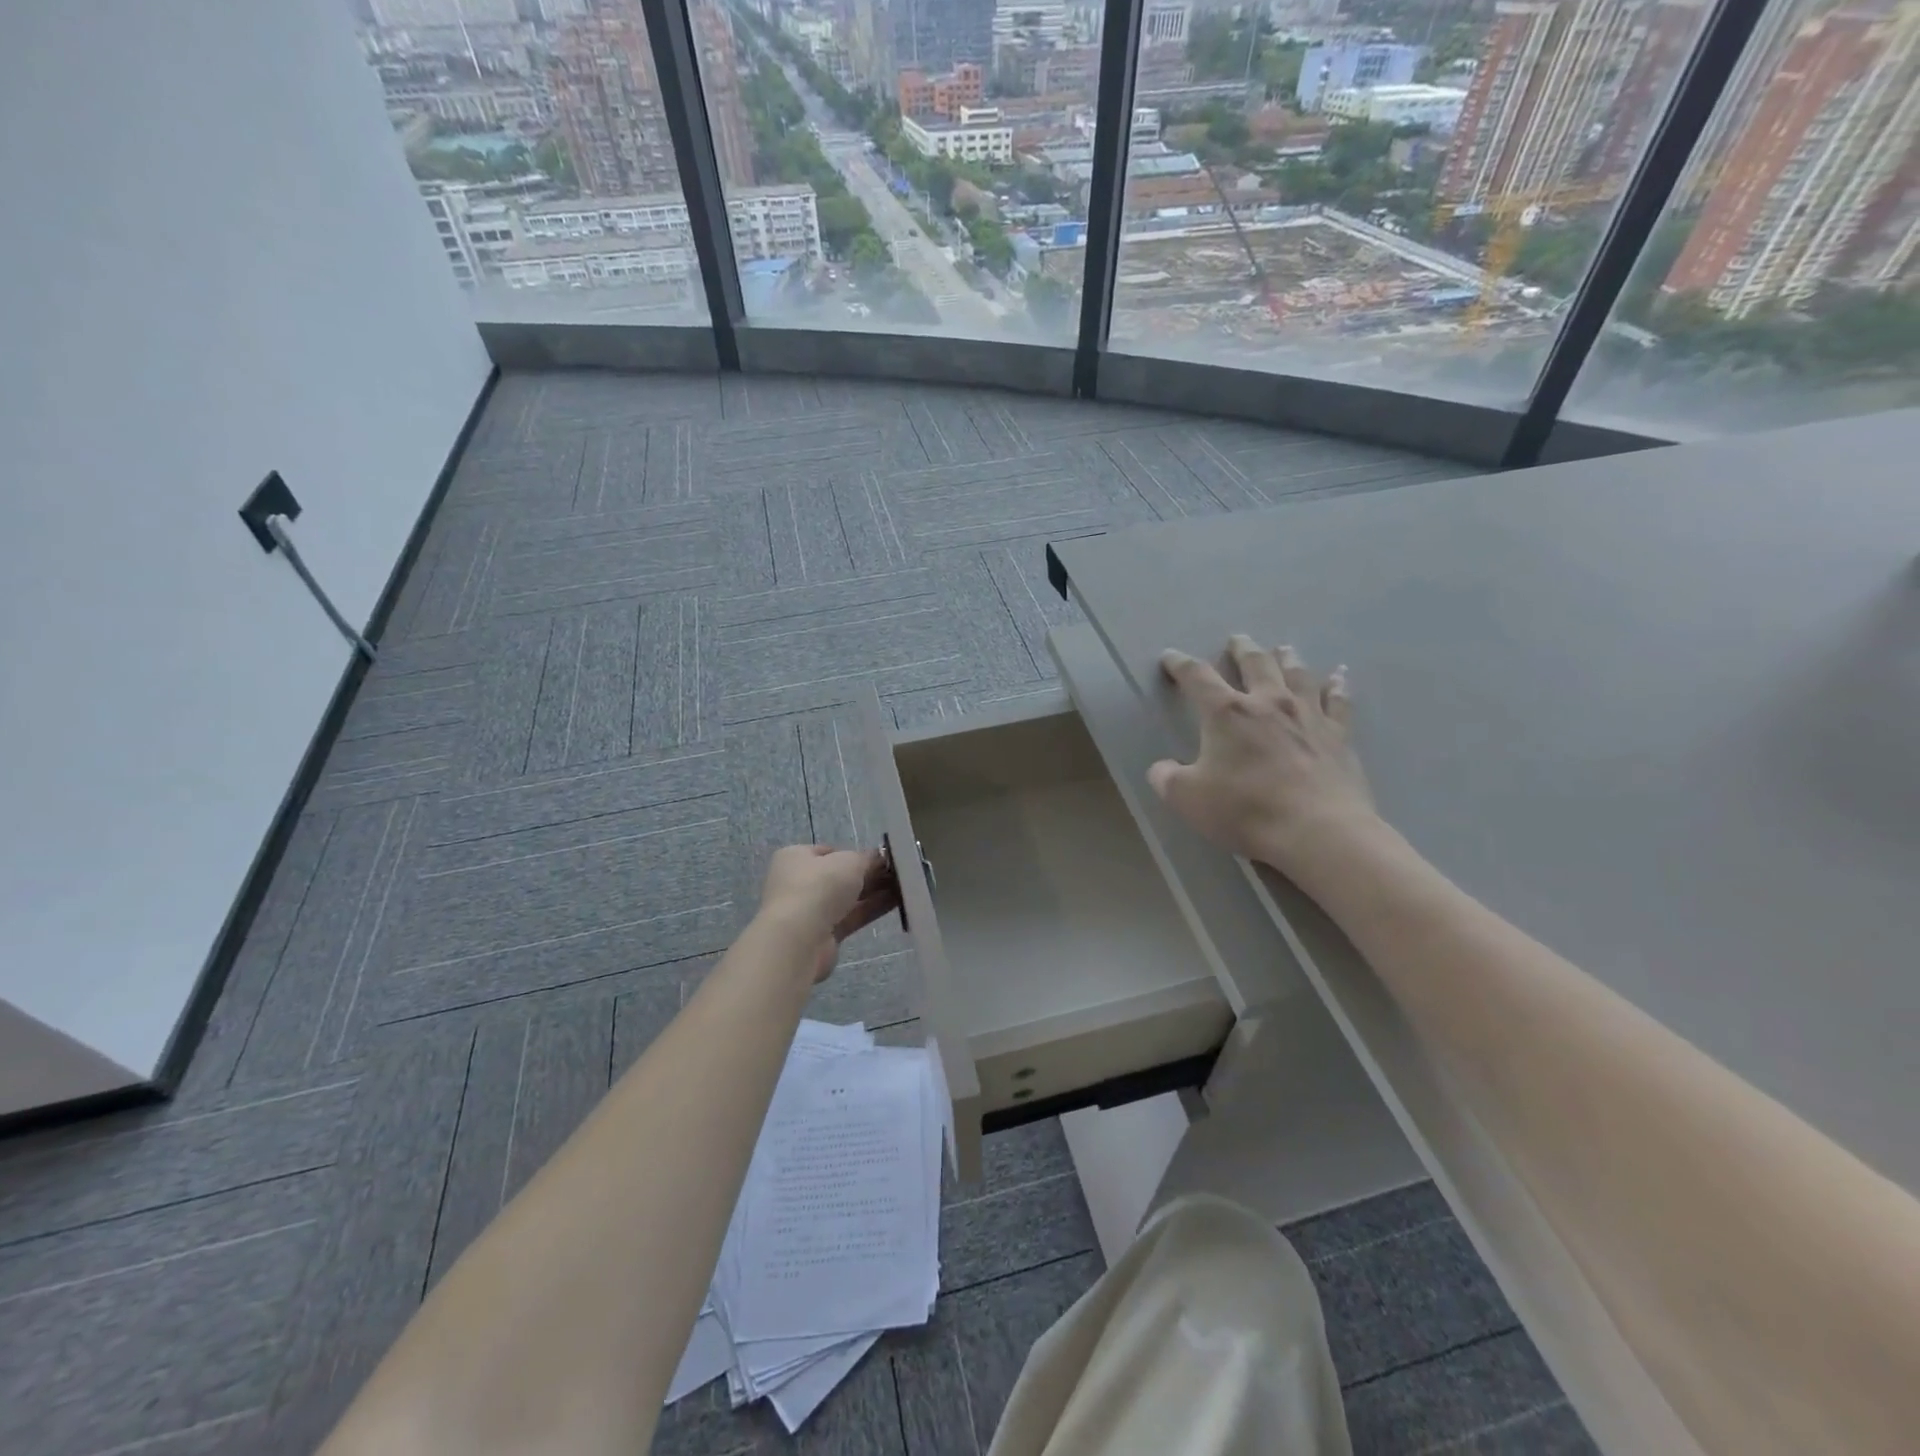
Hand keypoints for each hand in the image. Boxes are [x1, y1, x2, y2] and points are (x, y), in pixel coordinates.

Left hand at [757, 845, 900, 982]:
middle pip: (840, 876)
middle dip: (869, 874)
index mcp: (796, 857)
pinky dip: (871, 910)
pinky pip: (852, 917)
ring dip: (874, 892)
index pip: (830, 852)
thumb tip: (880, 858)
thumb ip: (867, 858)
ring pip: (848, 898)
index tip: (882, 858)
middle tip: (899, 873)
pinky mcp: (823, 935)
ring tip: (905, 887)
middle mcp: (799, 882)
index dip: (856, 853)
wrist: (799, 938)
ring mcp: (810, 911)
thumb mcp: (850, 861)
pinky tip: (897, 903)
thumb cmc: (820, 886)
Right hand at [1149, 636, 1379, 880]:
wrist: (1318, 831)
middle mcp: (1268, 702)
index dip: (1180, 664)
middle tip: (1237, 640)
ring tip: (1283, 649)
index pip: (1197, 677)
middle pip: (1254, 663)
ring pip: (1297, 675)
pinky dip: (1337, 686)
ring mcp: (1308, 716)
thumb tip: (1161, 769)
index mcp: (1227, 713)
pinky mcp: (1339, 736)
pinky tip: (1339, 676)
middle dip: (1241, 650)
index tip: (1170, 657)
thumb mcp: (1188, 799)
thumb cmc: (1246, 810)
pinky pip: (1338, 701)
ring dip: (1287, 659)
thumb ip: (1167, 779)